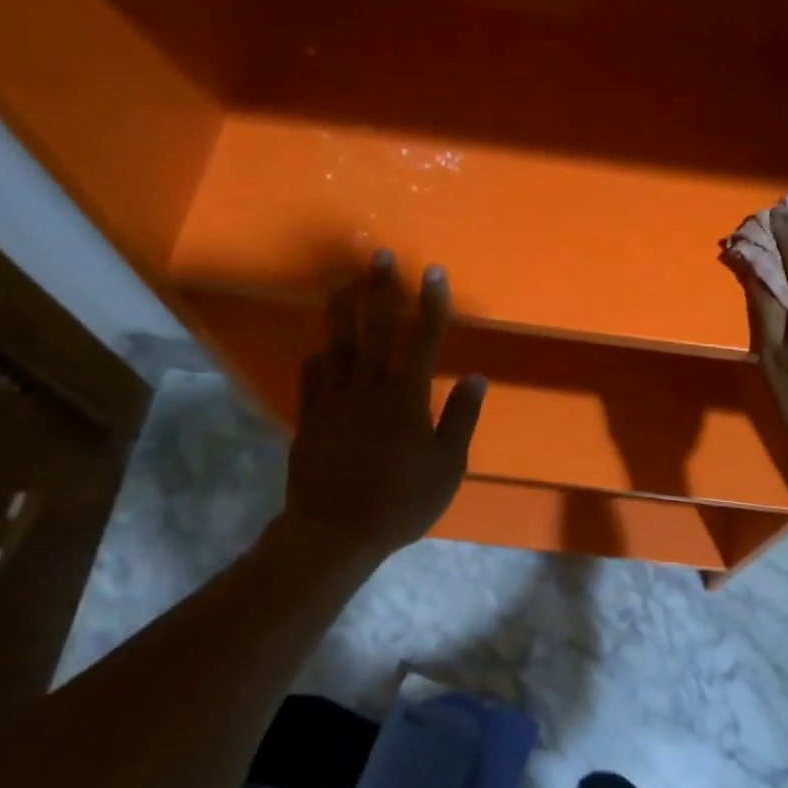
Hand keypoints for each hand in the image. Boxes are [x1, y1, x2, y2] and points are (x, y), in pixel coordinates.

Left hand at [284, 251, 486, 559]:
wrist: (336, 531)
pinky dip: (319, 356)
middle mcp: (369, 387)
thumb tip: (477, 377)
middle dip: (381, 289)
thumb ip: (461, 418)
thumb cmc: (402, 501)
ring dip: (341, 309)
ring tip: (341, 281)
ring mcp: (334, 400)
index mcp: (406, 397)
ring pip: (338, 344)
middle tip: (378, 256)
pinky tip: (321, 346)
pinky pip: (312, 376)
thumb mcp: (447, 465)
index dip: (432, 304)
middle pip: (376, 329)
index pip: (424, 340)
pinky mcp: (310, 417)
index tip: (434, 271)